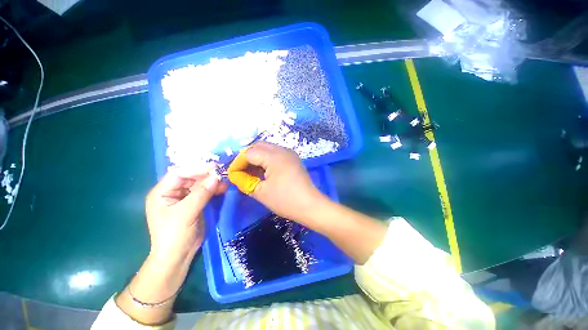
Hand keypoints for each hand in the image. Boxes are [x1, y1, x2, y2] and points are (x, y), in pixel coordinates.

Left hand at [145, 165, 226, 258]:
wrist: (178, 255)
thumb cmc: (174, 235)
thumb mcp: (186, 213)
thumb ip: (201, 194)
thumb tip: (216, 177)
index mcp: (162, 192)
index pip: (179, 173)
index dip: (196, 168)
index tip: (214, 167)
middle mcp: (172, 192)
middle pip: (191, 177)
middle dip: (206, 175)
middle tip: (222, 173)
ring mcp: (184, 198)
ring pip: (199, 184)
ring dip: (212, 182)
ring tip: (224, 182)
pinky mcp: (194, 203)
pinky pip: (205, 192)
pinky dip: (214, 189)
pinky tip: (222, 188)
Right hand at [227, 142, 325, 222]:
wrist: (310, 205)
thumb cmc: (285, 200)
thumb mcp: (261, 192)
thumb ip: (244, 181)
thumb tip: (234, 175)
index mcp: (274, 156)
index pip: (249, 153)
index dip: (238, 163)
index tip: (233, 175)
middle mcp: (282, 150)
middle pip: (258, 147)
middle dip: (246, 158)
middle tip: (241, 172)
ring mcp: (289, 153)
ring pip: (266, 149)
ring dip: (256, 158)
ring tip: (250, 173)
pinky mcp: (293, 159)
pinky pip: (275, 154)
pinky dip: (266, 160)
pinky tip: (263, 171)